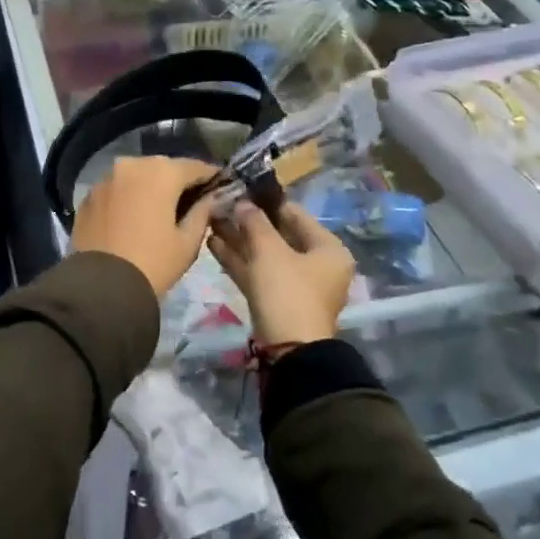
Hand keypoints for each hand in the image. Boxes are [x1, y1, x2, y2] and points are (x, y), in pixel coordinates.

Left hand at [71, 157, 223, 297]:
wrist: (100, 287)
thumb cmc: (153, 263)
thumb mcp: (188, 242)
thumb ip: (202, 212)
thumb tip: (210, 198)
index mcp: (161, 172)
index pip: (195, 166)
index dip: (211, 176)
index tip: (220, 187)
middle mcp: (131, 165)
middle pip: (163, 168)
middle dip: (177, 181)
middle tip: (190, 200)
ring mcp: (105, 178)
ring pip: (136, 176)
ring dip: (149, 187)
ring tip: (159, 209)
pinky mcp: (88, 196)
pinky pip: (116, 190)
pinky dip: (127, 197)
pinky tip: (132, 217)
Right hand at [208, 201, 354, 348]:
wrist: (288, 350)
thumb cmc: (288, 291)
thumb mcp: (270, 251)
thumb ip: (254, 222)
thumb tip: (242, 202)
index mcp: (328, 249)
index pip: (296, 215)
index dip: (267, 201)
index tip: (242, 188)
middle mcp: (316, 265)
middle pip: (279, 235)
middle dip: (248, 222)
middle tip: (222, 204)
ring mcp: (296, 285)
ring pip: (265, 254)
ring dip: (239, 239)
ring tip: (211, 220)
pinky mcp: (277, 300)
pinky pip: (258, 272)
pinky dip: (238, 260)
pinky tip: (212, 244)